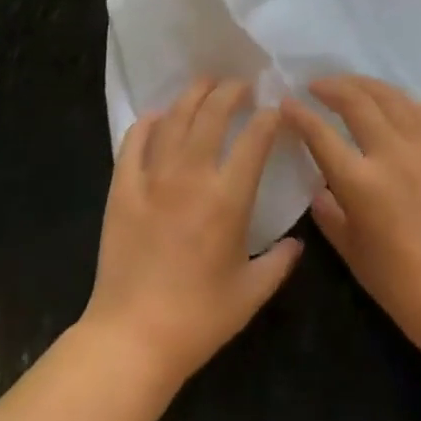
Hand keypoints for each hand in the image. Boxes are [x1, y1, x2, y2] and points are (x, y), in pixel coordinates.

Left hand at [81, 78, 302, 389]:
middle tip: (240, 84)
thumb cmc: (198, 319)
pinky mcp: (123, 186)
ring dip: (193, 95)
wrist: (134, 337)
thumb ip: (279, 263)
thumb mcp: (250, 295)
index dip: (267, 118)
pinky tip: (157, 115)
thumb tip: (298, 242)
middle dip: (230, 92)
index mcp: (227, 199)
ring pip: (175, 119)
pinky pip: (134, 141)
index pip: (253, 140)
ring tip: (206, 84)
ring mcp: (153, 177)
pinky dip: (148, 122)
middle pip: (212, 114)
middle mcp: (191, 176)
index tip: (274, 110)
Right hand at [283, 75, 420, 365]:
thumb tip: (319, 189)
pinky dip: (399, 99)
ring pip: (390, 98)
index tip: (286, 103)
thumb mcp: (352, 253)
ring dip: (364, 85)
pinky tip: (390, 101)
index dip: (299, 114)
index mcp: (360, 183)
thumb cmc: (402, 287)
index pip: (320, 134)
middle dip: (330, 87)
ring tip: (349, 84)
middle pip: (356, 102)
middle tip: (315, 86)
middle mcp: (391, 155)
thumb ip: (329, 214)